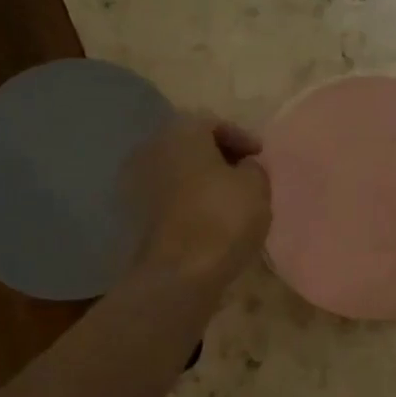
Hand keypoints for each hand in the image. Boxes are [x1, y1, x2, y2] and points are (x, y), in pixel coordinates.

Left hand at [127, 112, 271, 288]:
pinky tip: (208, 216)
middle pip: (191, 145)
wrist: (179, 273)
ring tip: (228, 197)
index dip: (242, 138)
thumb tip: (243, 167)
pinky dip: (188, 200)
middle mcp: (153, 148)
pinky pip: (169, 196)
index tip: (260, 156)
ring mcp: (138, 181)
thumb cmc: (222, 218)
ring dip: (202, 180)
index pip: (214, 123)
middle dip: (219, 157)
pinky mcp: (135, 213)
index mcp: (181, 132)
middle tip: (244, 173)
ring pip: (178, 171)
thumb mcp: (256, 186)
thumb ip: (253, 168)